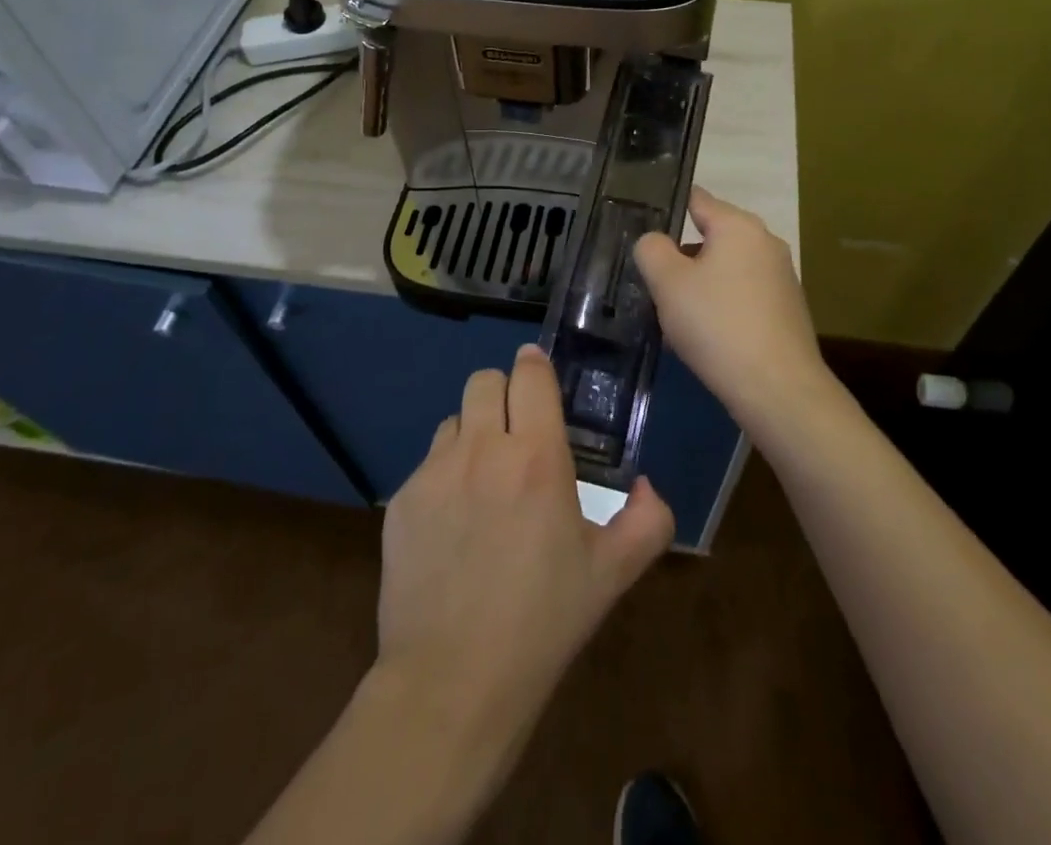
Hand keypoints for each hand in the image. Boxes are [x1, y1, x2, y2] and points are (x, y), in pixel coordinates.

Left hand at [376, 347, 674, 741]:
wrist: (452, 683)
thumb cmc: (542, 624)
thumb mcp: (612, 575)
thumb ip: (647, 521)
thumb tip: (647, 486)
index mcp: (537, 458)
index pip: (530, 375)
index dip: (535, 367)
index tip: (540, 377)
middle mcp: (483, 450)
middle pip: (484, 380)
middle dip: (503, 394)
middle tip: (517, 432)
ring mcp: (435, 473)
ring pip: (453, 419)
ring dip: (472, 433)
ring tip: (484, 478)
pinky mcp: (403, 500)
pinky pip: (428, 463)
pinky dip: (445, 475)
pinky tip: (453, 524)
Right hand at [633, 186, 835, 441]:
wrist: (778, 389)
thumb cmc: (718, 324)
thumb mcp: (668, 283)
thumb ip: (652, 250)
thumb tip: (654, 242)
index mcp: (739, 226)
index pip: (697, 199)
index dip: (667, 208)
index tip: (641, 226)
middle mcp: (765, 243)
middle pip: (711, 238)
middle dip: (681, 257)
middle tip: (652, 283)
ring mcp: (781, 277)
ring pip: (725, 270)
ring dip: (699, 287)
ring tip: (673, 318)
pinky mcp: (787, 310)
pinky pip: (742, 296)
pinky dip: (721, 308)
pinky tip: (705, 338)